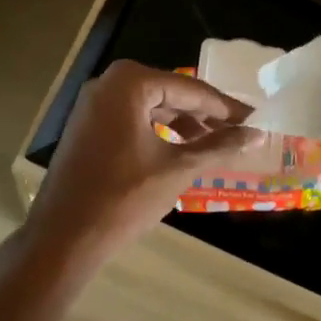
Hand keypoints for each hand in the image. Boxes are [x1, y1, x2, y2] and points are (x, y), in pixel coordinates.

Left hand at [24, 60, 259, 264]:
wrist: (63, 237)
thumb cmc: (124, 198)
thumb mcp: (177, 170)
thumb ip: (218, 146)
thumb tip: (257, 134)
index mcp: (130, 83)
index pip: (190, 89)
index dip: (225, 107)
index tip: (255, 119)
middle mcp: (108, 83)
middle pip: (169, 92)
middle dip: (204, 114)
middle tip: (238, 131)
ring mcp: (92, 104)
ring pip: (150, 106)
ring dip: (182, 122)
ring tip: (213, 143)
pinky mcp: (86, 125)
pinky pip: (131, 118)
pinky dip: (157, 130)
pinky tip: (179, 148)